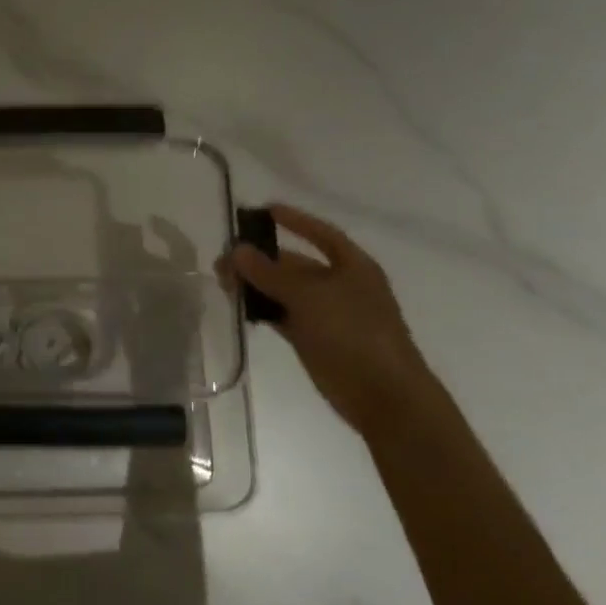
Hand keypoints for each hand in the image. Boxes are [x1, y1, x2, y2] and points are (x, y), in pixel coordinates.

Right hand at [219, 204, 437, 431]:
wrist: (382, 394)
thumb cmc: (353, 333)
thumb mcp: (309, 296)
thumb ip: (270, 273)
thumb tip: (237, 250)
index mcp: (352, 266)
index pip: (320, 233)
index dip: (294, 220)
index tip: (262, 211)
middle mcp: (339, 285)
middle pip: (295, 263)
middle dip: (261, 258)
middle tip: (224, 260)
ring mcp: (326, 314)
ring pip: (284, 291)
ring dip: (256, 285)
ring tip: (223, 283)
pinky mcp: (313, 339)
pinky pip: (282, 315)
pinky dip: (262, 310)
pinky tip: (239, 307)